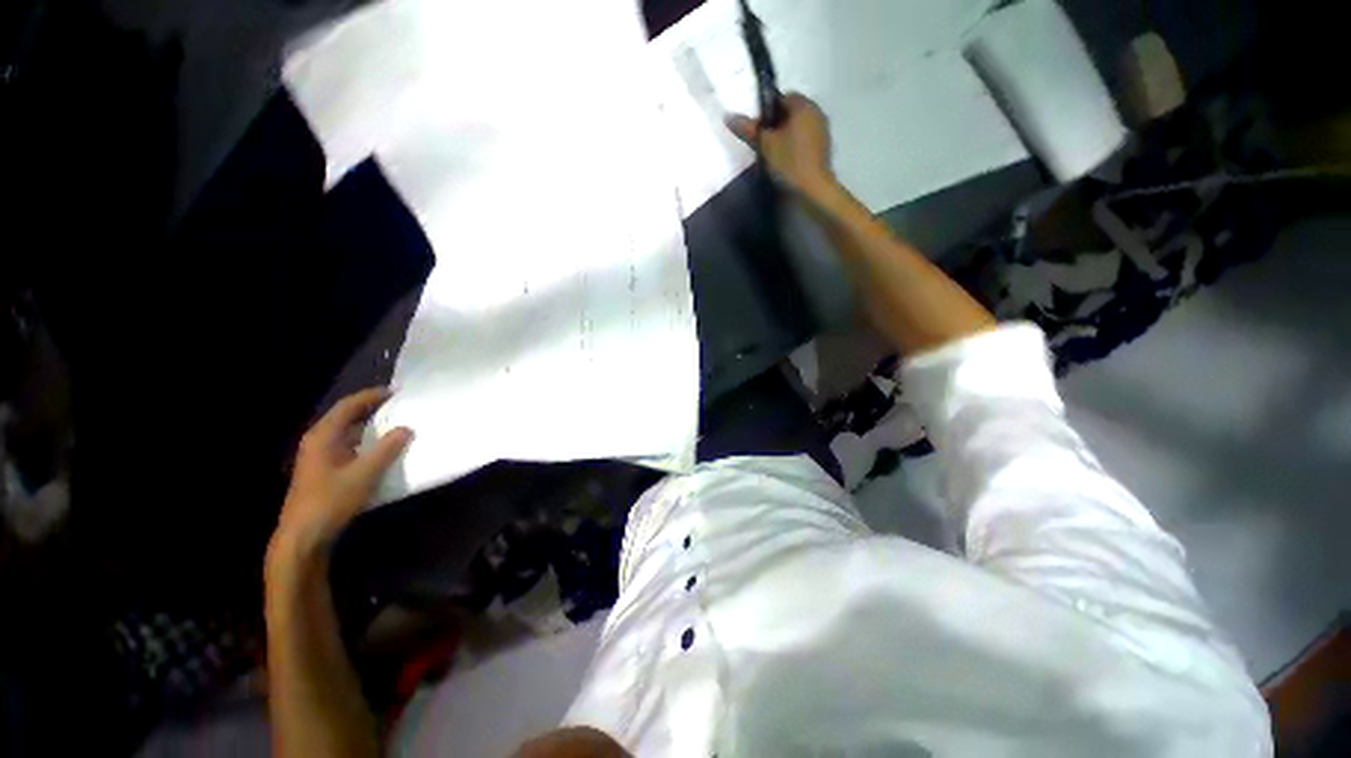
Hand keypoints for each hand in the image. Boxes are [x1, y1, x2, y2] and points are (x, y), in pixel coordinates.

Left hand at [269, 388, 412, 567]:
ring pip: (348, 433)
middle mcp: (319, 442)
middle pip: (347, 417)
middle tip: (400, 406)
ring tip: (397, 425)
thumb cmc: (331, 500)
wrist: (303, 536)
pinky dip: (367, 443)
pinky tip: (382, 450)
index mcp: (323, 436)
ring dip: (371, 427)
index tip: (396, 391)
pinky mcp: (325, 471)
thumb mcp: (364, 474)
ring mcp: (320, 457)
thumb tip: (406, 428)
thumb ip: (387, 449)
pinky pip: (349, 447)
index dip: (371, 396)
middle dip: (372, 409)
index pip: (348, 406)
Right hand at [726, 93, 836, 198]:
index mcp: (803, 105)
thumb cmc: (789, 162)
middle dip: (775, 124)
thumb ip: (748, 129)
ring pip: (797, 126)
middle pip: (790, 112)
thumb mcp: (765, 145)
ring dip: (785, 135)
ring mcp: (822, 130)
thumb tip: (728, 116)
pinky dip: (794, 144)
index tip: (757, 129)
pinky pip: (804, 138)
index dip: (766, 111)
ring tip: (772, 153)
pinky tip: (786, 160)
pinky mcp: (823, 147)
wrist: (813, 189)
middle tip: (762, 142)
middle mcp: (816, 112)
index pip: (781, 97)